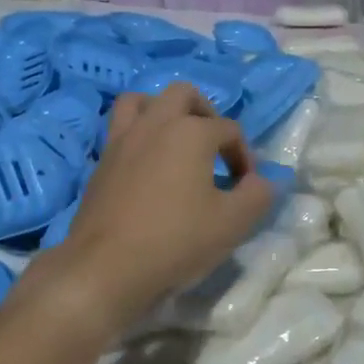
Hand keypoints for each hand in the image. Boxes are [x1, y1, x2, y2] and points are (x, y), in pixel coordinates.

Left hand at [49, 83, 275, 331]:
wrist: (106, 268)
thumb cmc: (176, 240)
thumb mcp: (234, 223)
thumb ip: (258, 195)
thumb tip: (263, 181)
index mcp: (191, 132)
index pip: (230, 130)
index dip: (245, 156)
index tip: (246, 188)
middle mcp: (155, 123)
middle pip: (184, 95)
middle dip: (206, 115)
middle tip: (215, 149)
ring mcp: (123, 139)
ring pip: (142, 101)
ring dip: (164, 112)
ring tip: (177, 143)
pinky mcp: (101, 161)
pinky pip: (121, 129)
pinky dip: (139, 135)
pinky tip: (149, 166)